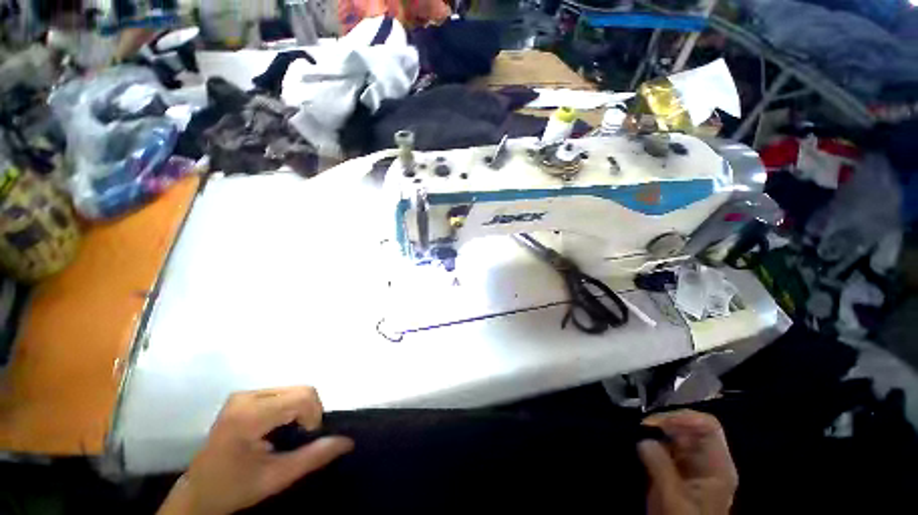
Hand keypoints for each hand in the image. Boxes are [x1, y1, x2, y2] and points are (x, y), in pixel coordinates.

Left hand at [158, 386, 353, 514]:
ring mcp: (243, 394)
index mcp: (249, 416)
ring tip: (289, 433)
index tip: (306, 438)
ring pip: (293, 389)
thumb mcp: (276, 478)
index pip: (302, 397)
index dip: (314, 415)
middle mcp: (245, 397)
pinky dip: (291, 406)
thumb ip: (313, 457)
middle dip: (309, 412)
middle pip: (300, 390)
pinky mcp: (244, 396)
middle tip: (300, 437)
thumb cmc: (234, 489)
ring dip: (301, 409)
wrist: (198, 493)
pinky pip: (282, 392)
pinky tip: (279, 426)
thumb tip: (348, 440)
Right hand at [638, 410, 737, 514]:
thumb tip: (643, 439)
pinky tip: (640, 443)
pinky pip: (665, 445)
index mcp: (717, 466)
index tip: (656, 422)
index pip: (708, 426)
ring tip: (638, 433)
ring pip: (676, 434)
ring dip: (656, 430)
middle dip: (665, 422)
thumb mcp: (674, 498)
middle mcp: (707, 460)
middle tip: (641, 427)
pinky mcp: (677, 469)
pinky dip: (652, 440)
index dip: (683, 418)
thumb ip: (660, 467)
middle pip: (690, 427)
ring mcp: (692, 465)